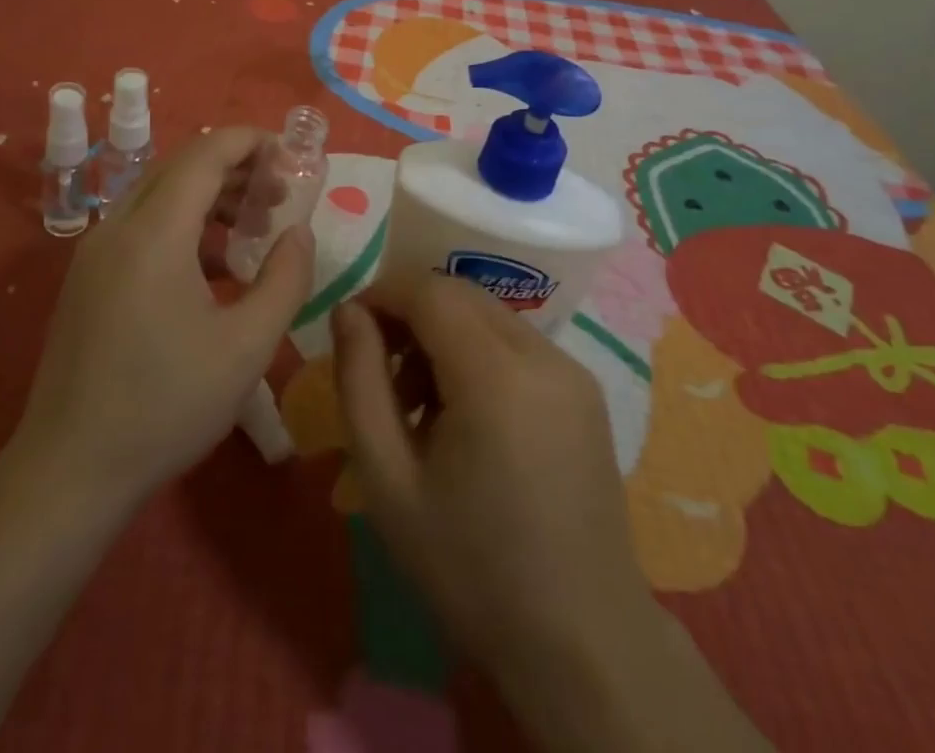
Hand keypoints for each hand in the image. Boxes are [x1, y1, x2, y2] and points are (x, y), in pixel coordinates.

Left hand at [16, 126, 313, 512]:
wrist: (69, 471)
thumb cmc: (167, 406)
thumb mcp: (247, 346)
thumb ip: (286, 278)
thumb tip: (299, 232)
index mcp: (153, 233)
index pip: (205, 154)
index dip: (251, 142)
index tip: (292, 154)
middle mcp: (118, 227)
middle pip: (181, 167)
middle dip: (236, 167)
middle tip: (281, 193)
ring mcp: (96, 252)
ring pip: (160, 194)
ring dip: (211, 196)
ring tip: (256, 224)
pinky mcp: (89, 277)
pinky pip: (142, 225)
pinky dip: (184, 224)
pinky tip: (216, 265)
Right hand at [332, 275, 767, 752]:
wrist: (583, 643)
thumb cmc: (471, 567)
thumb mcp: (387, 480)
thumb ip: (359, 381)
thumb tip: (348, 311)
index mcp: (496, 374)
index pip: (429, 291)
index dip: (382, 295)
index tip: (350, 328)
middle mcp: (543, 354)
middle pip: (460, 295)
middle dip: (410, 314)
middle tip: (379, 371)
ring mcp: (572, 370)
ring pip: (488, 315)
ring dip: (443, 334)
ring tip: (418, 404)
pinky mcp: (586, 390)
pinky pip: (517, 343)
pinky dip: (478, 353)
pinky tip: (465, 415)